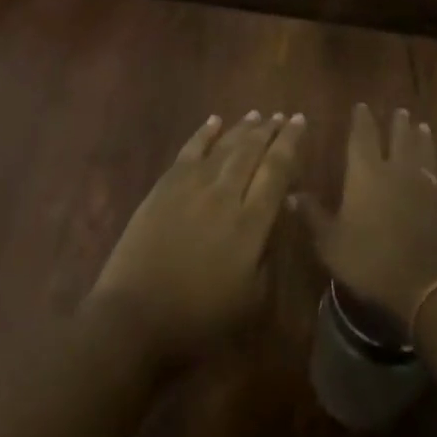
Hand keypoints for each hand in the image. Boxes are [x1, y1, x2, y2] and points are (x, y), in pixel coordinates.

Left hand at [89, 110, 304, 365]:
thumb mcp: (253, 299)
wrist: (135, 321)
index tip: (300, 121)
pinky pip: (190, 150)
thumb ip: (272, 250)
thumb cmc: (200, 321)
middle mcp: (225, 195)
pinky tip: (215, 120)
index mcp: (251, 223)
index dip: (291, 144)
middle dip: (271, 131)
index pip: (277, 171)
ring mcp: (192, 186)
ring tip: (257, 115)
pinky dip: (204, 133)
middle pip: (252, 151)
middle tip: (283, 116)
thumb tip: (281, 208)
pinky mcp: (165, 187)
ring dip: (243, 128)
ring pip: (224, 146)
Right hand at [294, 104, 436, 328]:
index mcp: (366, 173)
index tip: (362, 106)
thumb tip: (291, 194)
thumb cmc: (370, 261)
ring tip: (422, 127)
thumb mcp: (330, 243)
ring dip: (422, 139)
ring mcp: (427, 186)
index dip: (361, 120)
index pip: (362, 137)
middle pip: (399, 138)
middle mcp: (397, 170)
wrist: (427, 285)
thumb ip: (312, 216)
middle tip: (400, 111)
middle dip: (398, 123)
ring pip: (425, 153)